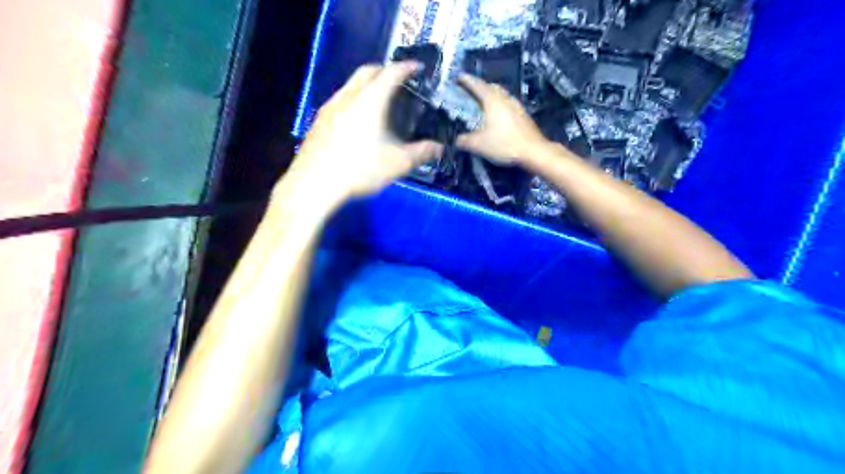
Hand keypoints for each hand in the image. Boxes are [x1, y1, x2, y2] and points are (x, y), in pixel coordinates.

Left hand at [283, 61, 442, 203]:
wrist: (315, 183)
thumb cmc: (360, 169)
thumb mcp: (397, 163)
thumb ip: (421, 153)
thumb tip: (440, 148)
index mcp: (371, 100)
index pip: (392, 73)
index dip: (407, 67)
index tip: (418, 68)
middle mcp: (349, 95)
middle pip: (368, 70)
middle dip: (386, 70)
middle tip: (400, 81)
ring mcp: (331, 106)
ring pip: (351, 84)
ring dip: (368, 83)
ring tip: (380, 99)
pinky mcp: (320, 119)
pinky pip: (341, 98)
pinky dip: (355, 98)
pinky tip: (358, 119)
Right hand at [460, 72, 551, 163]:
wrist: (533, 151)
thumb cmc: (504, 144)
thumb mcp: (478, 145)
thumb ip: (464, 141)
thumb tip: (456, 140)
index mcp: (492, 101)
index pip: (477, 85)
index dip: (467, 80)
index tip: (459, 77)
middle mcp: (505, 99)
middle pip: (491, 87)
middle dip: (481, 86)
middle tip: (471, 90)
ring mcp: (517, 106)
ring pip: (502, 95)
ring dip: (492, 95)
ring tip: (484, 102)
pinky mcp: (523, 115)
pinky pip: (508, 104)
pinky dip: (500, 105)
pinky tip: (498, 116)